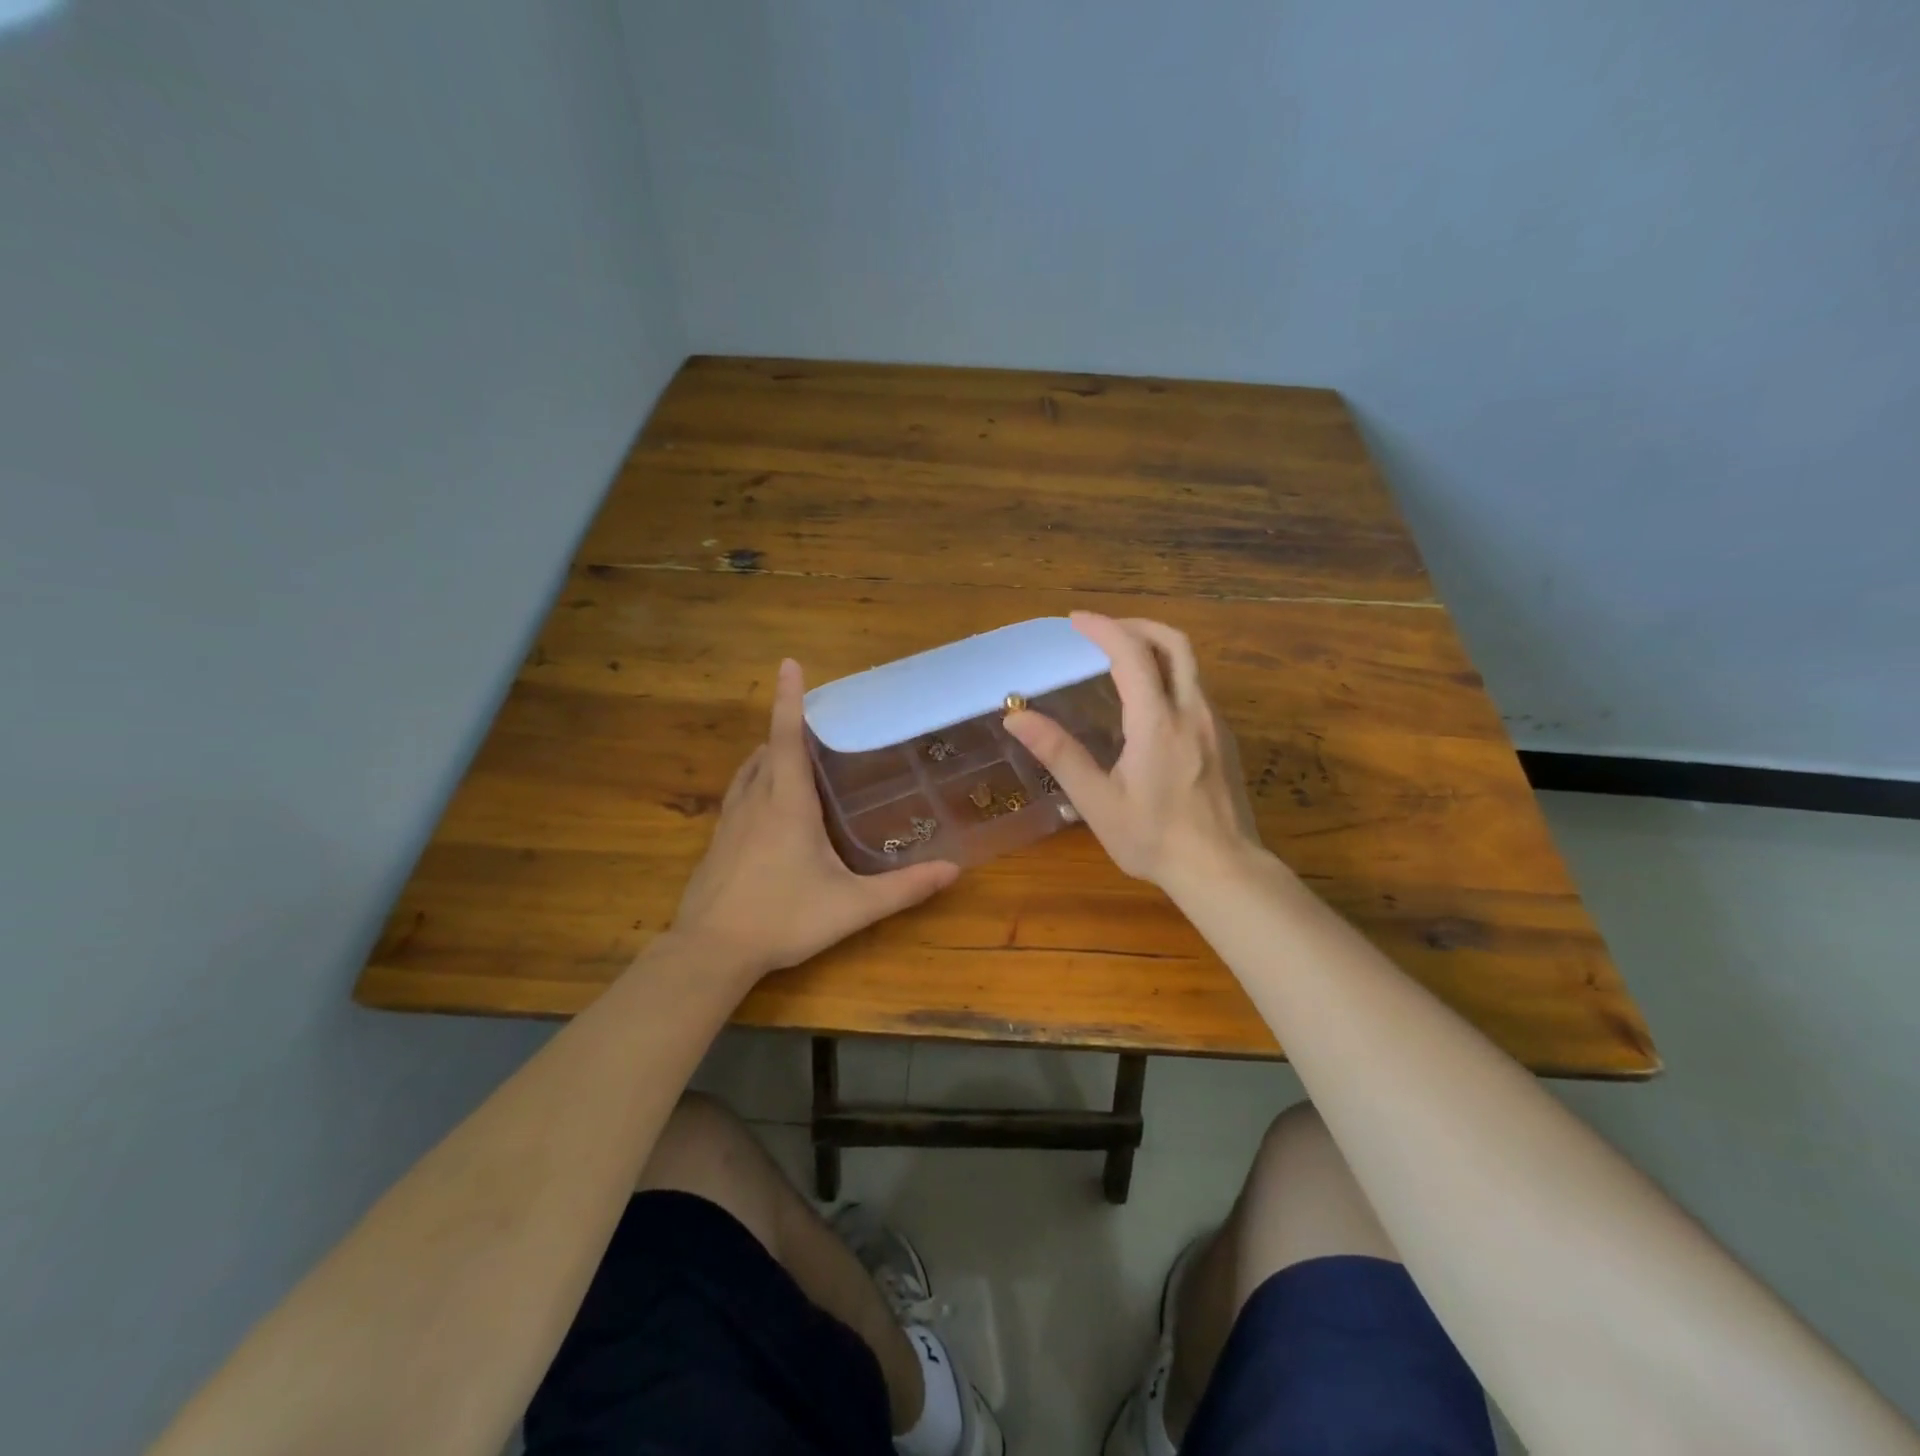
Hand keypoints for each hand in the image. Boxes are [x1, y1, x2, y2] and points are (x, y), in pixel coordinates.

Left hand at [670, 658, 960, 981]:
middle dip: (788, 728)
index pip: (787, 736)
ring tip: (797, 757)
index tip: (790, 662)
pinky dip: (757, 781)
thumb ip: (904, 888)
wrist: (710, 951)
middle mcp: (756, 800)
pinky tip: (771, 806)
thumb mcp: (852, 906)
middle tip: (819, 724)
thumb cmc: (783, 918)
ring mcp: (730, 820)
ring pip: (749, 770)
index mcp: (787, 802)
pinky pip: (739, 794)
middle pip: (768, 748)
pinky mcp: (717, 841)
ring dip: (770, 754)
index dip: (790, 698)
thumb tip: (953, 870)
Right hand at [1003, 612, 1265, 895]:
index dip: (1103, 628)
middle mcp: (1192, 711)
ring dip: (1155, 648)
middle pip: (1174, 643)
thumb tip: (1016, 717)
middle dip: (1136, 625)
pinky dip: (1170, 673)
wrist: (1222, 870)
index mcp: (1157, 722)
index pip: (1132, 654)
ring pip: (1190, 664)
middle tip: (1103, 631)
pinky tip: (1149, 701)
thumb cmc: (1154, 839)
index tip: (1076, 620)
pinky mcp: (1225, 738)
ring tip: (1120, 659)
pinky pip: (1197, 688)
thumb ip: (1059, 754)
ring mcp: (1215, 723)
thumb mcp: (1097, 802)